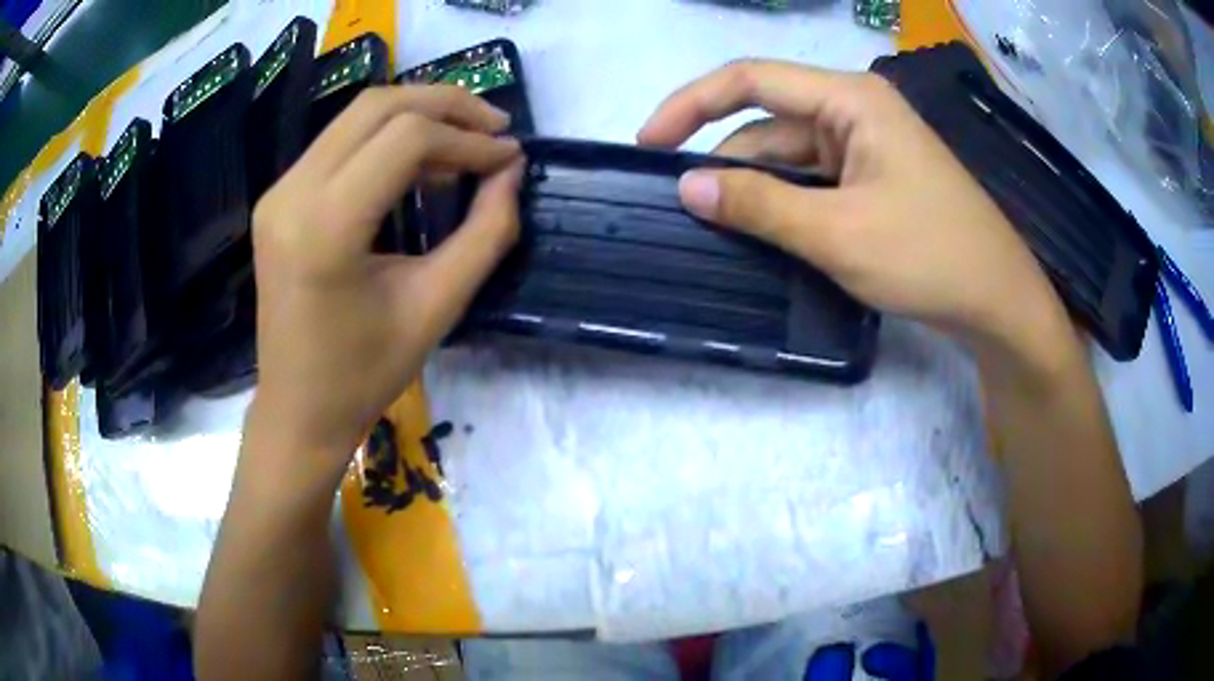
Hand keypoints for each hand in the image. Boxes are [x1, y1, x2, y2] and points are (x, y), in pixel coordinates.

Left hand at [249, 85, 522, 472]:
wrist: (298, 410)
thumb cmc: (364, 375)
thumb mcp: (436, 307)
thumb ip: (485, 233)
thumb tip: (511, 171)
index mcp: (325, 228)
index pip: (405, 139)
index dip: (467, 138)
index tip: (510, 157)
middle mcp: (292, 194)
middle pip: (377, 106)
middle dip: (445, 105)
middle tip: (495, 128)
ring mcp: (279, 192)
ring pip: (357, 115)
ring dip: (418, 115)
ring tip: (467, 141)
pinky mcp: (280, 198)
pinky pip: (340, 142)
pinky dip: (387, 137)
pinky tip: (421, 161)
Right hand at [639, 61, 1066, 355]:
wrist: (998, 302)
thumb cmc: (930, 256)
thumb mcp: (838, 232)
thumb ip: (760, 205)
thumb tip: (687, 188)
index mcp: (850, 99)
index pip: (750, 79)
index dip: (690, 104)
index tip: (648, 144)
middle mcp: (854, 111)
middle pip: (769, 122)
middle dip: (725, 161)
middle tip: (682, 208)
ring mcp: (866, 147)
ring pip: (790, 157)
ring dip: (755, 189)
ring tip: (715, 229)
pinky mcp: (873, 181)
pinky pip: (813, 182)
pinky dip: (785, 204)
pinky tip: (763, 233)